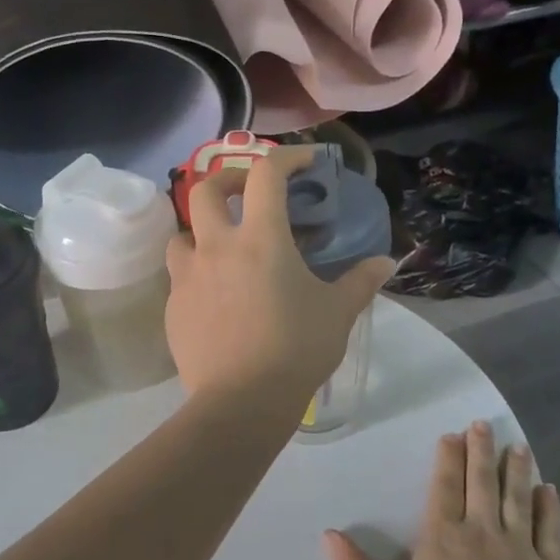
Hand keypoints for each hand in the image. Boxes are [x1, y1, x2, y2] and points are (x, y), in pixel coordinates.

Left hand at [165, 146, 393, 402]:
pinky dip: (197, 275)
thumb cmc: (296, 350)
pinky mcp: (172, 307)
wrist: (241, 402)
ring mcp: (187, 277)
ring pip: (183, 234)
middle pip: (206, 190)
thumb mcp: (337, 313)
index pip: (267, 175)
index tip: (304, 161)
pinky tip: (216, 299)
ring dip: (202, 231)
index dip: (286, 157)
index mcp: (260, 239)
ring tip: (224, 250)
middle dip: (227, 181)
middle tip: (247, 193)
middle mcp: (216, 247)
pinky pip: (180, 277)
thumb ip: (361, 282)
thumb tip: (386, 262)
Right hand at [325, 422, 559, 559]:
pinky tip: (549, 491)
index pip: (445, 485)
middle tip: (482, 425)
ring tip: (517, 446)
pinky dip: (550, 508)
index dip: (448, 458)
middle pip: (482, 482)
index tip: (452, 435)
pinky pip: (551, 531)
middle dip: (481, 451)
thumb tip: (328, 534)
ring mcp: (521, 551)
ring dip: (516, 470)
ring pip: (518, 498)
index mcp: (443, 536)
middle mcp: (482, 532)